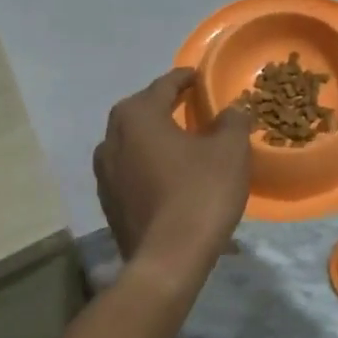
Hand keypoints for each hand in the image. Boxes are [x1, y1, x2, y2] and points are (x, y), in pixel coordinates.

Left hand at [94, 69, 250, 277]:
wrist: (168, 260)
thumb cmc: (200, 193)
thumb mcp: (230, 150)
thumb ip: (232, 121)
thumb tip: (233, 109)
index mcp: (137, 115)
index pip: (165, 85)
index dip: (186, 79)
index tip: (202, 78)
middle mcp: (111, 137)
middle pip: (143, 111)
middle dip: (167, 107)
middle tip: (194, 108)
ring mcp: (105, 173)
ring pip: (134, 143)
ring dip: (156, 139)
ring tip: (183, 144)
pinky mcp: (108, 202)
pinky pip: (132, 171)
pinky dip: (150, 166)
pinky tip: (170, 178)